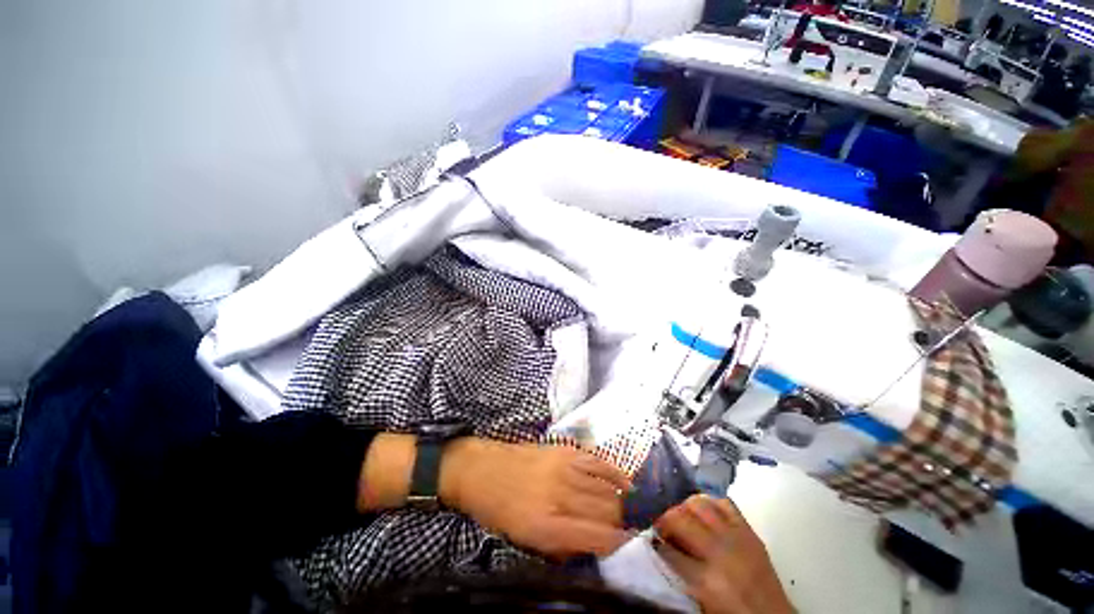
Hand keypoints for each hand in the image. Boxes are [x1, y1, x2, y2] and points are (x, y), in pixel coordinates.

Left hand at [440, 439, 631, 559]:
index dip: (620, 542)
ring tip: (631, 506)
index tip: (630, 544)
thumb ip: (562, 545)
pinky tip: (624, 481)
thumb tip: (594, 544)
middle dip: (624, 521)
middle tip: (631, 526)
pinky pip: (597, 461)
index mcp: (548, 526)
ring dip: (622, 499)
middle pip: (607, 510)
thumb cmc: (500, 511)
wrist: (483, 470)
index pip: (598, 536)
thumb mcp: (525, 541)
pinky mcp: (564, 451)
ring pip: (606, 486)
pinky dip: (614, 472)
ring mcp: (564, 469)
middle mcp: (560, 496)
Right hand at [653, 494, 793, 613]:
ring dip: (684, 507)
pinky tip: (703, 510)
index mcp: (706, 579)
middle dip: (665, 519)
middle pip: (682, 520)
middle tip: (661, 525)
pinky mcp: (749, 531)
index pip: (669, 550)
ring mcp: (736, 537)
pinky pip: (725, 504)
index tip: (651, 538)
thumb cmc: (732, 613)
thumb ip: (681, 573)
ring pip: (700, 505)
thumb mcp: (701, 601)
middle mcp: (720, 552)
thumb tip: (662, 547)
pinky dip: (710, 502)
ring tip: (680, 515)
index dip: (657, 542)